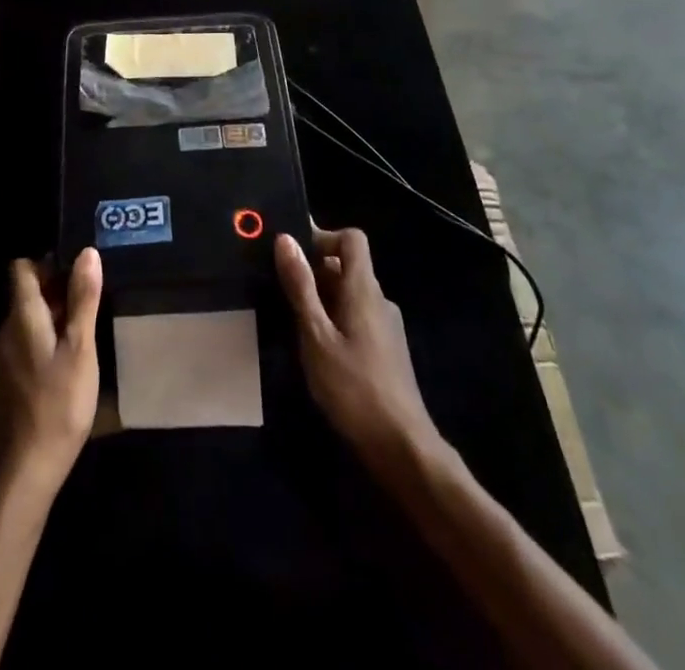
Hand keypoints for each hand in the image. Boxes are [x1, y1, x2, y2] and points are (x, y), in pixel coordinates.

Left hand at [0, 248, 101, 498]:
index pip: (22, 268)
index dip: (48, 265)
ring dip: (49, 324)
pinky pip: (20, 349)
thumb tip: (87, 252)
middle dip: (55, 297)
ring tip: (79, 344)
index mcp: (21, 316)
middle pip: (25, 296)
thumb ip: (83, 299)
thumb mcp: (81, 349)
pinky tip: (60, 372)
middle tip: (87, 314)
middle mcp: (2, 330)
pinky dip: (39, 348)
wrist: (23, 472)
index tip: (76, 278)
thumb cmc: (58, 405)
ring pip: (24, 324)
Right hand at [276, 228, 438, 466]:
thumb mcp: (316, 336)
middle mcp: (379, 299)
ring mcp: (386, 326)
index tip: (294, 255)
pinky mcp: (386, 350)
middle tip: (281, 292)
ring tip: (292, 322)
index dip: (323, 237)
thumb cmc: (354, 388)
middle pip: (347, 266)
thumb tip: (286, 238)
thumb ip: (300, 287)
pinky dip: (334, 320)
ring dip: (322, 299)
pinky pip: (356, 317)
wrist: (402, 447)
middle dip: (314, 272)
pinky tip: (317, 350)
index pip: (352, 239)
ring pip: (350, 294)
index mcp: (364, 289)